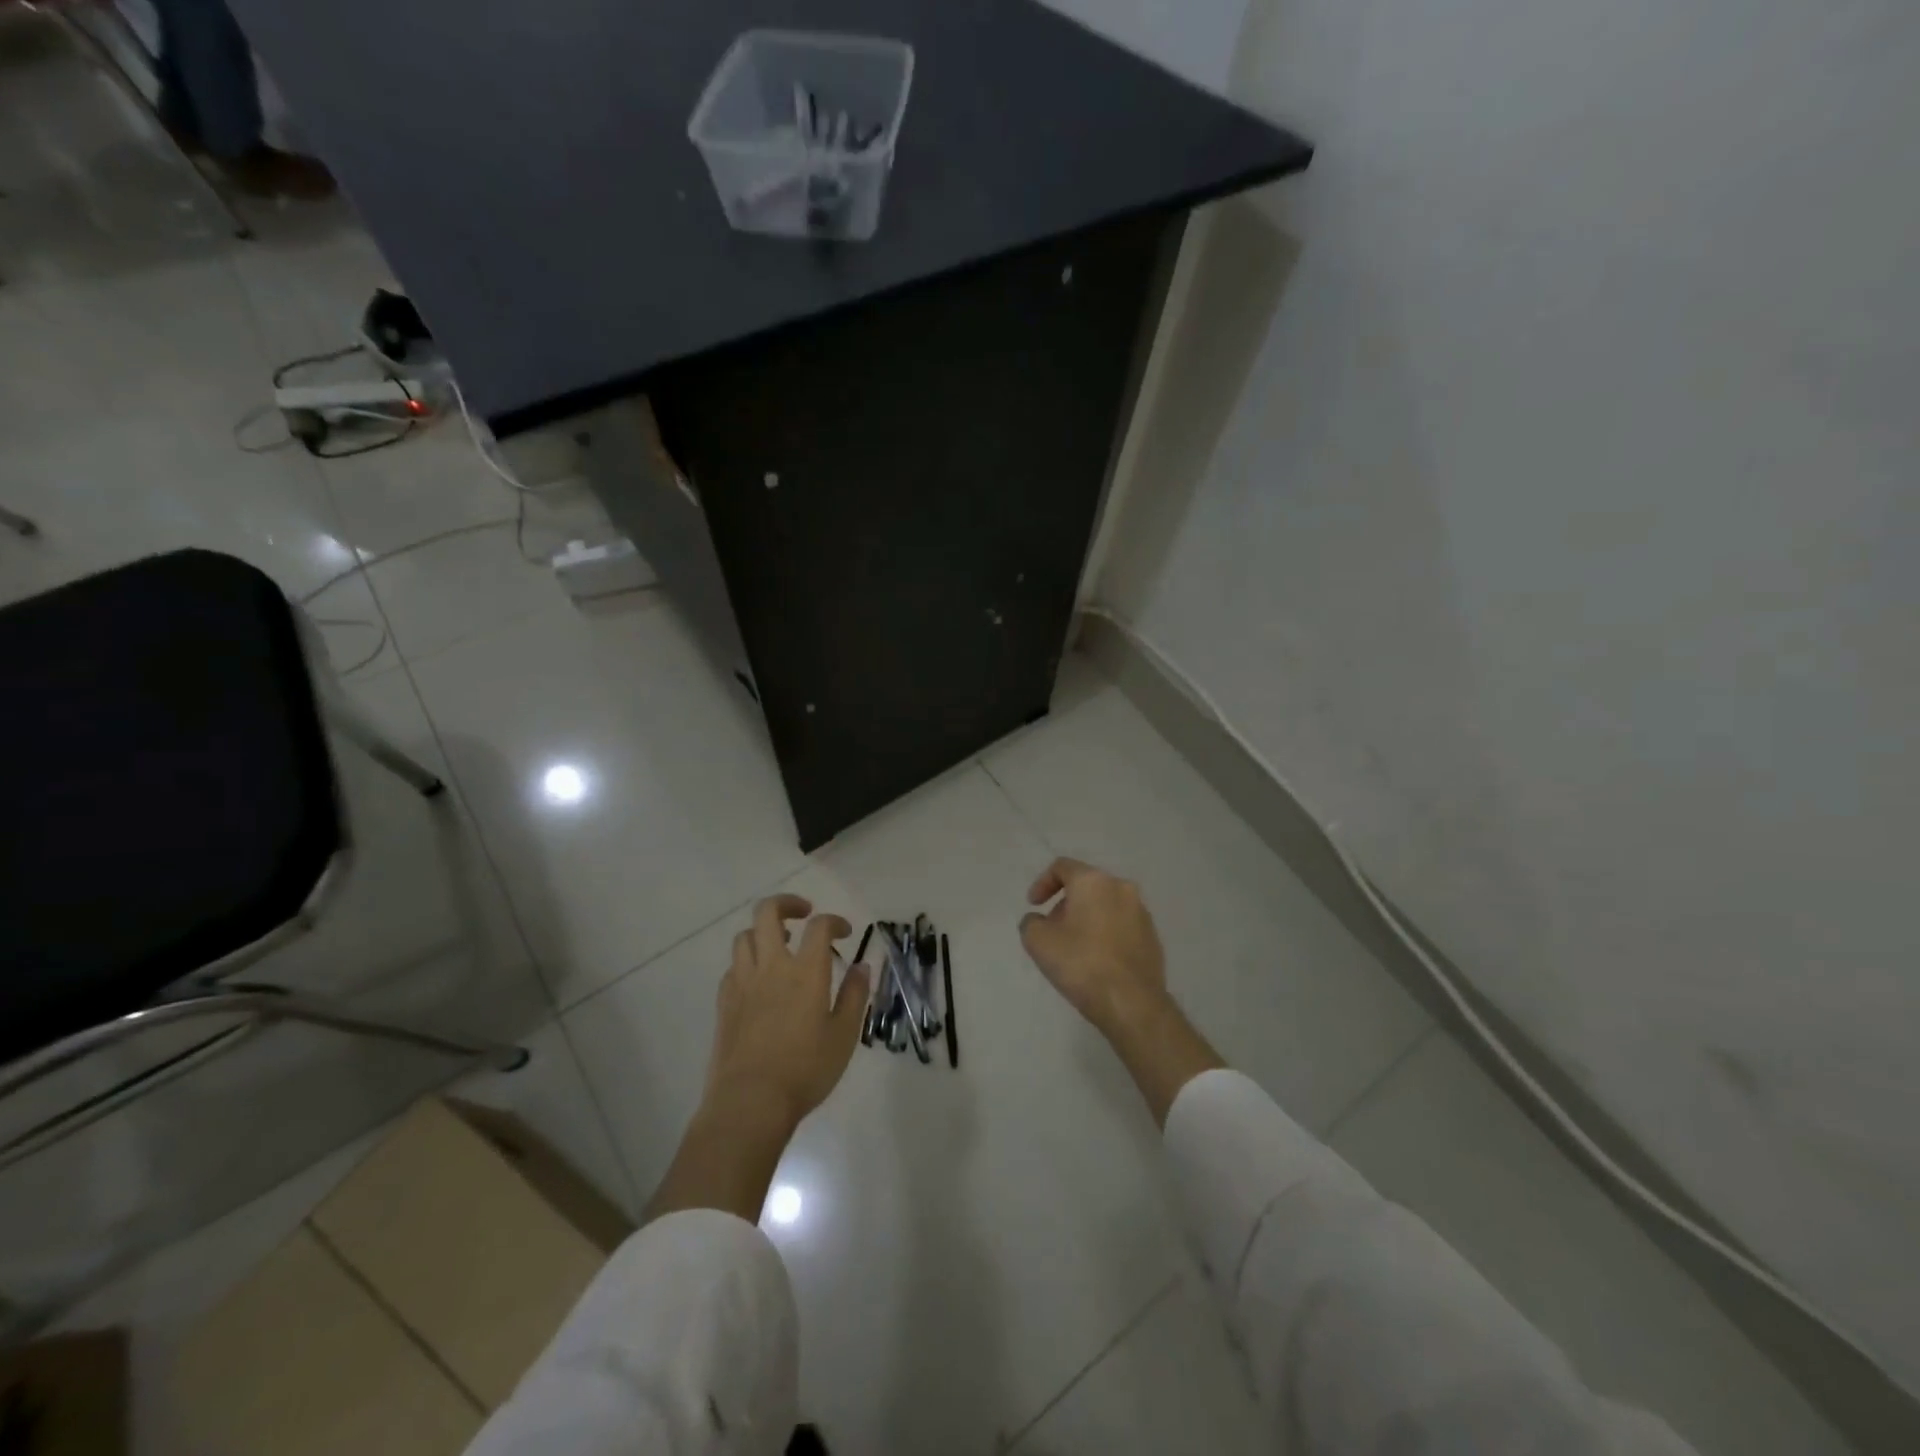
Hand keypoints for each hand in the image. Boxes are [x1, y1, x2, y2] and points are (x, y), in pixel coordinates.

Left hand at [705, 894, 871, 1129]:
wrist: (750, 1102)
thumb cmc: (805, 1069)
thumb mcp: (844, 1035)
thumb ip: (854, 995)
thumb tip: (862, 966)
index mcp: (805, 971)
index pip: (819, 926)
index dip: (834, 921)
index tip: (845, 933)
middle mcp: (771, 966)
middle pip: (768, 913)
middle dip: (787, 904)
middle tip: (804, 914)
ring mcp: (742, 982)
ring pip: (745, 936)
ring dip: (764, 932)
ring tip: (781, 945)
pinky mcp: (724, 1002)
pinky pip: (733, 966)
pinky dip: (748, 962)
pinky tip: (760, 980)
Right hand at [1020, 857, 1168, 1033]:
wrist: (1131, 1003)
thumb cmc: (1081, 964)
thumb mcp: (1038, 941)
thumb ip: (1031, 922)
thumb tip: (1038, 921)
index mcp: (1093, 882)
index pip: (1062, 867)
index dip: (1042, 883)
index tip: (1033, 905)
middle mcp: (1121, 888)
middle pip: (1086, 886)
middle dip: (1065, 904)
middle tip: (1052, 929)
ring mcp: (1142, 913)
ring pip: (1106, 906)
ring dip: (1087, 919)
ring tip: (1074, 948)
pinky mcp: (1153, 937)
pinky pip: (1122, 926)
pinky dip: (1106, 934)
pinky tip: (1097, 961)